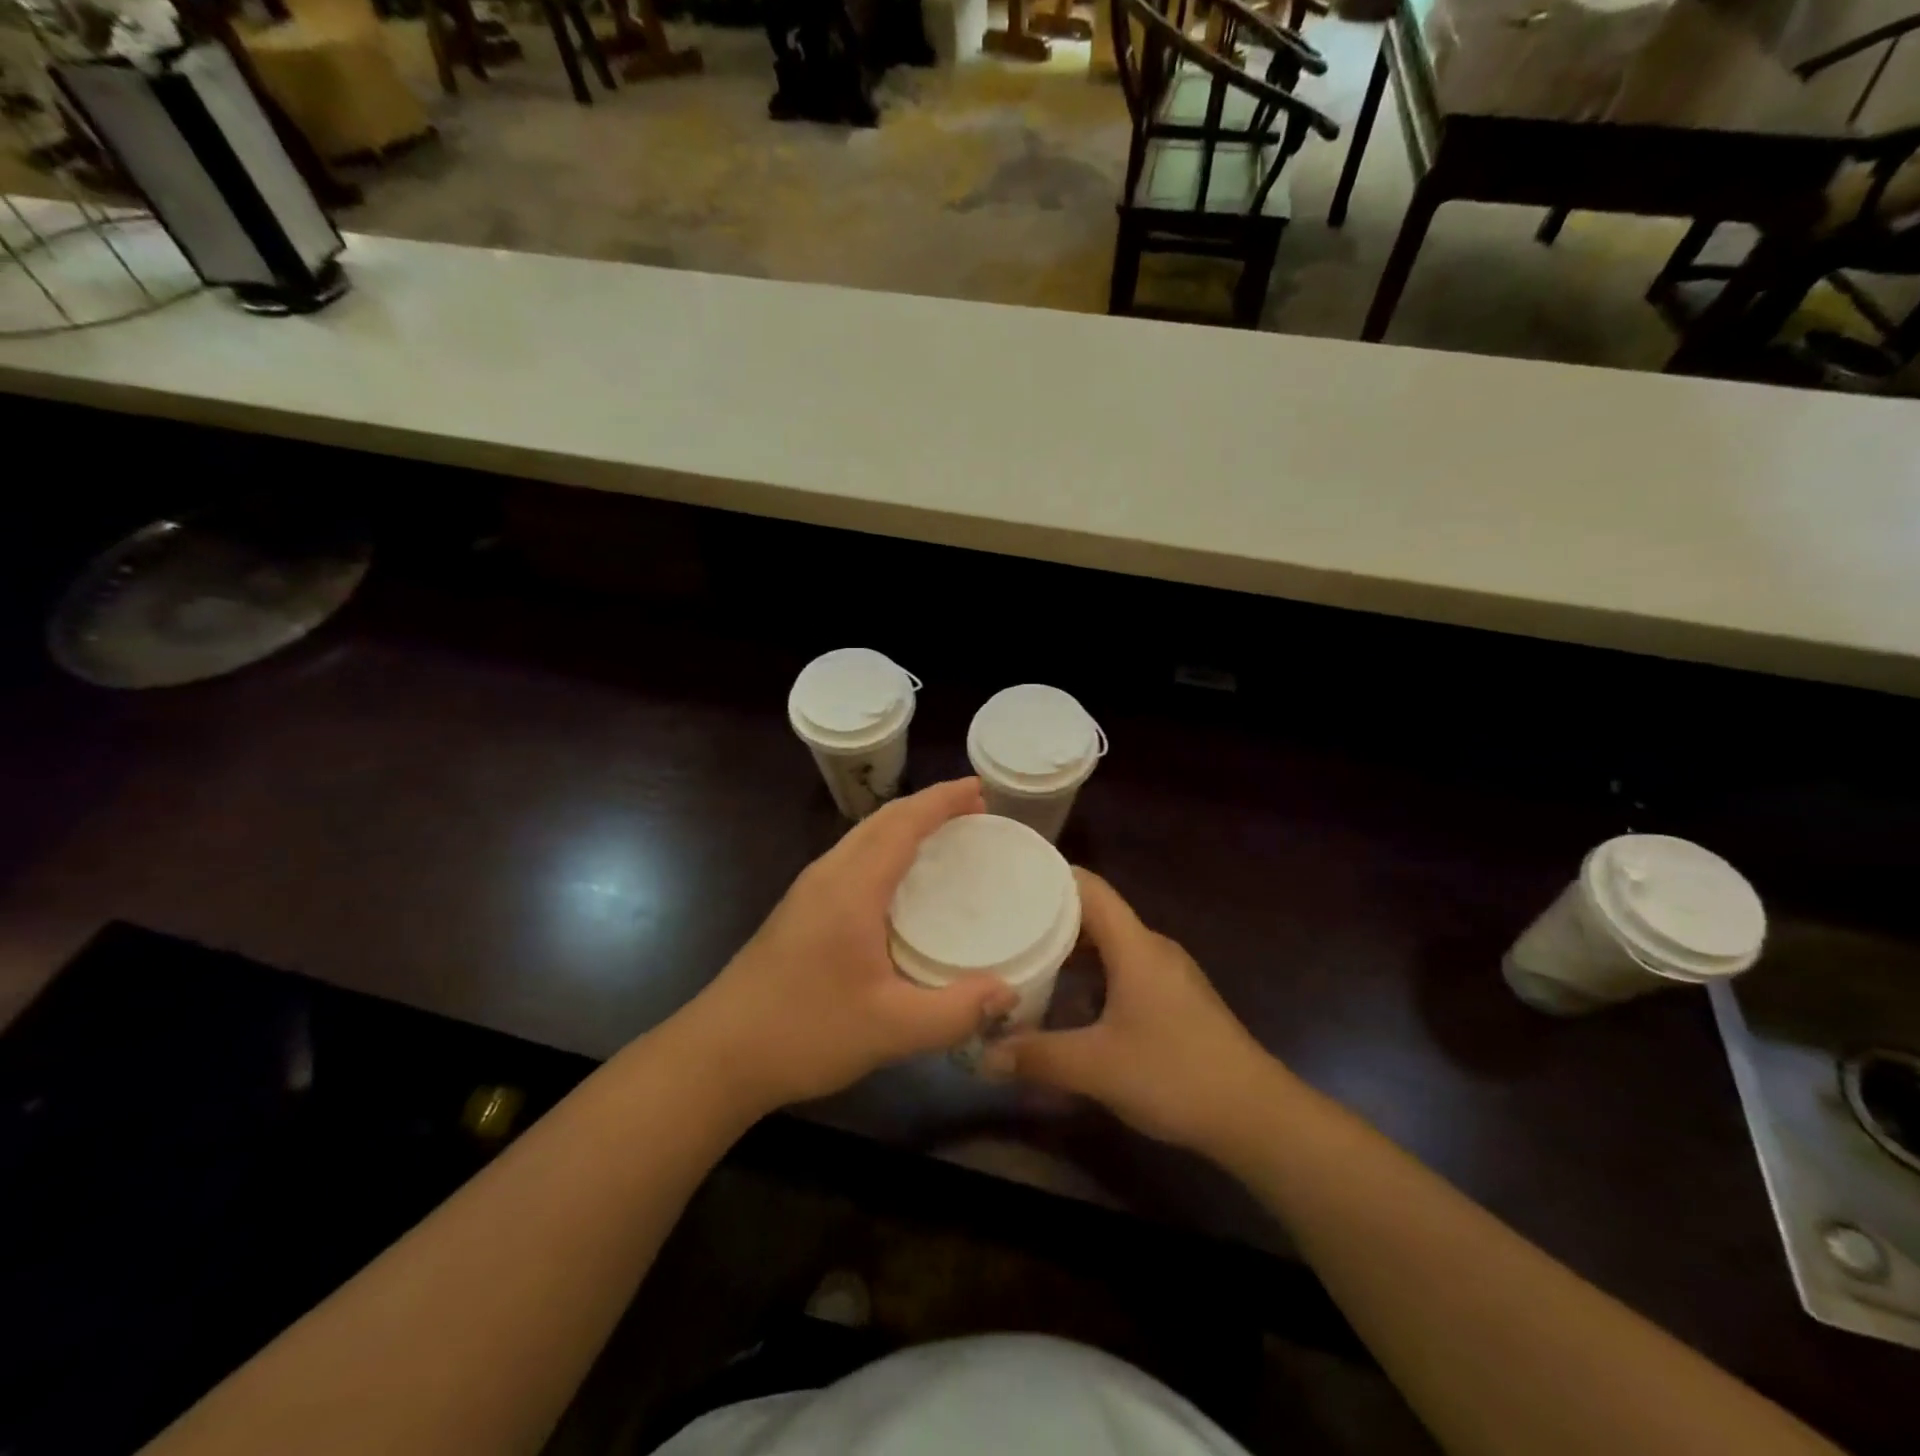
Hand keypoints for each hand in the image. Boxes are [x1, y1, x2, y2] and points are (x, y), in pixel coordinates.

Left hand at [678, 778, 1019, 1113]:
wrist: (717, 1056)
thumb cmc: (803, 1032)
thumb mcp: (890, 1030)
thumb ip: (955, 1011)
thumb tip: (1008, 993)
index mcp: (851, 887)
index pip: (902, 823)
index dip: (943, 800)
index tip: (980, 789)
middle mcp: (828, 876)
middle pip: (882, 820)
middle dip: (929, 806)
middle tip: (975, 810)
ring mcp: (808, 892)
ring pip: (863, 837)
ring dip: (905, 825)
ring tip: (946, 836)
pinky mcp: (799, 911)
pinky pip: (853, 859)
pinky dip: (886, 849)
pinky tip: (901, 883)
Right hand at [982, 870, 1275, 1151]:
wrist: (1255, 1115)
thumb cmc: (1174, 1074)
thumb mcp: (1096, 1067)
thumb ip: (1038, 1057)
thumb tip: (985, 1056)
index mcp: (1135, 946)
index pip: (1089, 888)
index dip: (1050, 877)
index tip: (1010, 880)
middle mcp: (1152, 948)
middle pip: (1096, 914)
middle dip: (1050, 917)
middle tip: (1005, 924)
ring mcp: (1167, 973)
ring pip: (1110, 944)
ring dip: (1071, 949)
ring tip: (1027, 958)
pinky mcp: (1175, 999)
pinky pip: (1124, 968)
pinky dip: (1092, 973)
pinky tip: (1068, 1000)